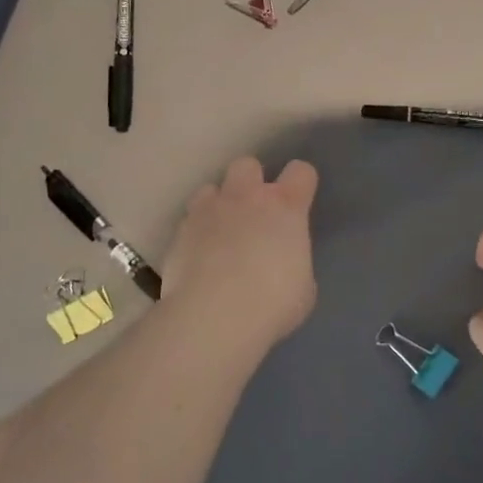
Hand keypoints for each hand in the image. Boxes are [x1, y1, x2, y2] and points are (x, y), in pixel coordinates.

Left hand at [162, 156, 318, 350]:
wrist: (213, 317)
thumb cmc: (272, 303)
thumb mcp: (302, 285)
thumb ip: (293, 260)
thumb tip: (283, 261)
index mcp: (285, 207)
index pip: (300, 171)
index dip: (300, 183)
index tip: (299, 200)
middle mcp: (246, 197)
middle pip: (248, 165)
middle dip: (251, 182)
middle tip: (253, 213)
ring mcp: (209, 211)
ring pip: (211, 188)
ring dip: (218, 205)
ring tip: (220, 233)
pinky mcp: (180, 231)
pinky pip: (190, 220)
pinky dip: (196, 233)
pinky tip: (199, 258)